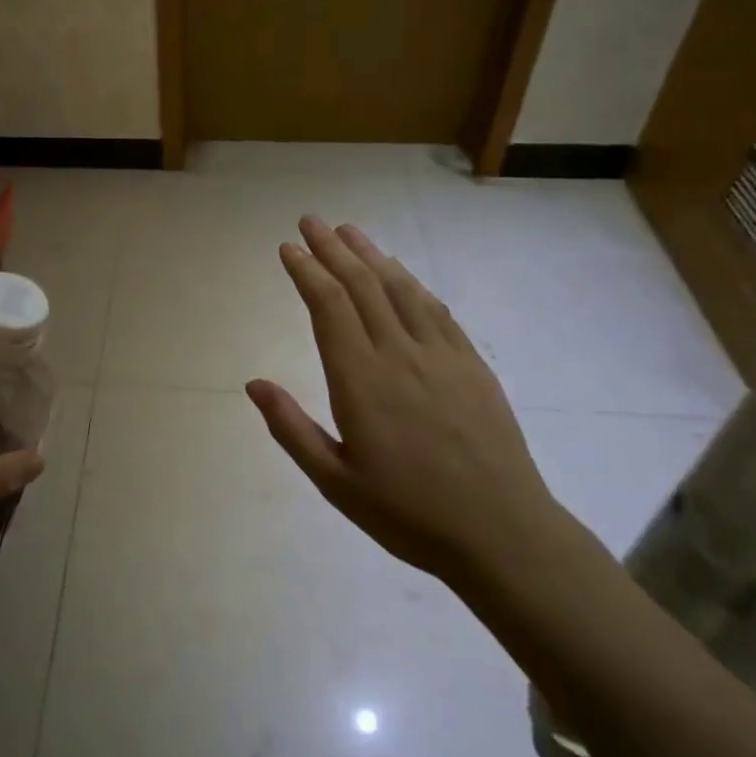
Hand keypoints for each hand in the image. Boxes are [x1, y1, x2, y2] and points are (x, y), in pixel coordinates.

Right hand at [246, 217, 562, 586]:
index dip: (307, 271)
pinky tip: (401, 274)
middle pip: (361, 286)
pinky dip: (412, 284)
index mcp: (361, 381)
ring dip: (372, 255)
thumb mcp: (335, 482)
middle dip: (333, 249)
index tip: (289, 248)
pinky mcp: (472, 365)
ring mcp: (441, 356)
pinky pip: (437, 310)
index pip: (329, 306)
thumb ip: (291, 428)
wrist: (502, 534)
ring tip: (350, 232)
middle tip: (311, 222)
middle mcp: (400, 355)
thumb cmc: (408, 513)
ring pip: (400, 289)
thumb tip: (253, 383)